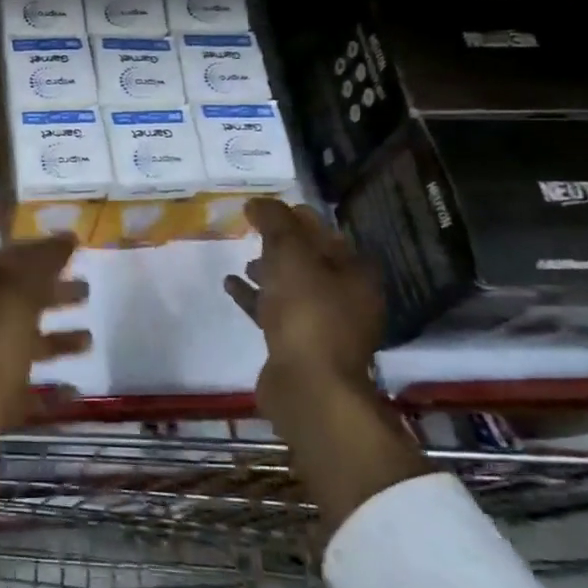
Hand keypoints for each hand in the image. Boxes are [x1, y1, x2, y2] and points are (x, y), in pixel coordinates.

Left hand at [0, 235, 90, 493]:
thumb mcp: (9, 310)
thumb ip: (36, 271)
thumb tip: (63, 239)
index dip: (34, 252)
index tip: (73, 249)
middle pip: (6, 300)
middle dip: (47, 292)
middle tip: (86, 290)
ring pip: (14, 344)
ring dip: (51, 338)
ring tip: (89, 339)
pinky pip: (18, 389)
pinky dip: (46, 387)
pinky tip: (75, 392)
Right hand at [223, 198, 383, 420]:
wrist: (308, 386)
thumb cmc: (307, 312)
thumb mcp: (290, 254)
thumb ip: (274, 222)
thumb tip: (258, 201)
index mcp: (356, 273)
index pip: (326, 233)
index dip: (297, 217)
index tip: (267, 209)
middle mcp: (347, 298)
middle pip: (311, 261)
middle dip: (283, 245)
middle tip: (253, 231)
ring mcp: (324, 326)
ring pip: (293, 288)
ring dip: (268, 272)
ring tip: (243, 260)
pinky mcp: (299, 347)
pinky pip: (274, 312)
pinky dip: (255, 297)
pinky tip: (231, 286)